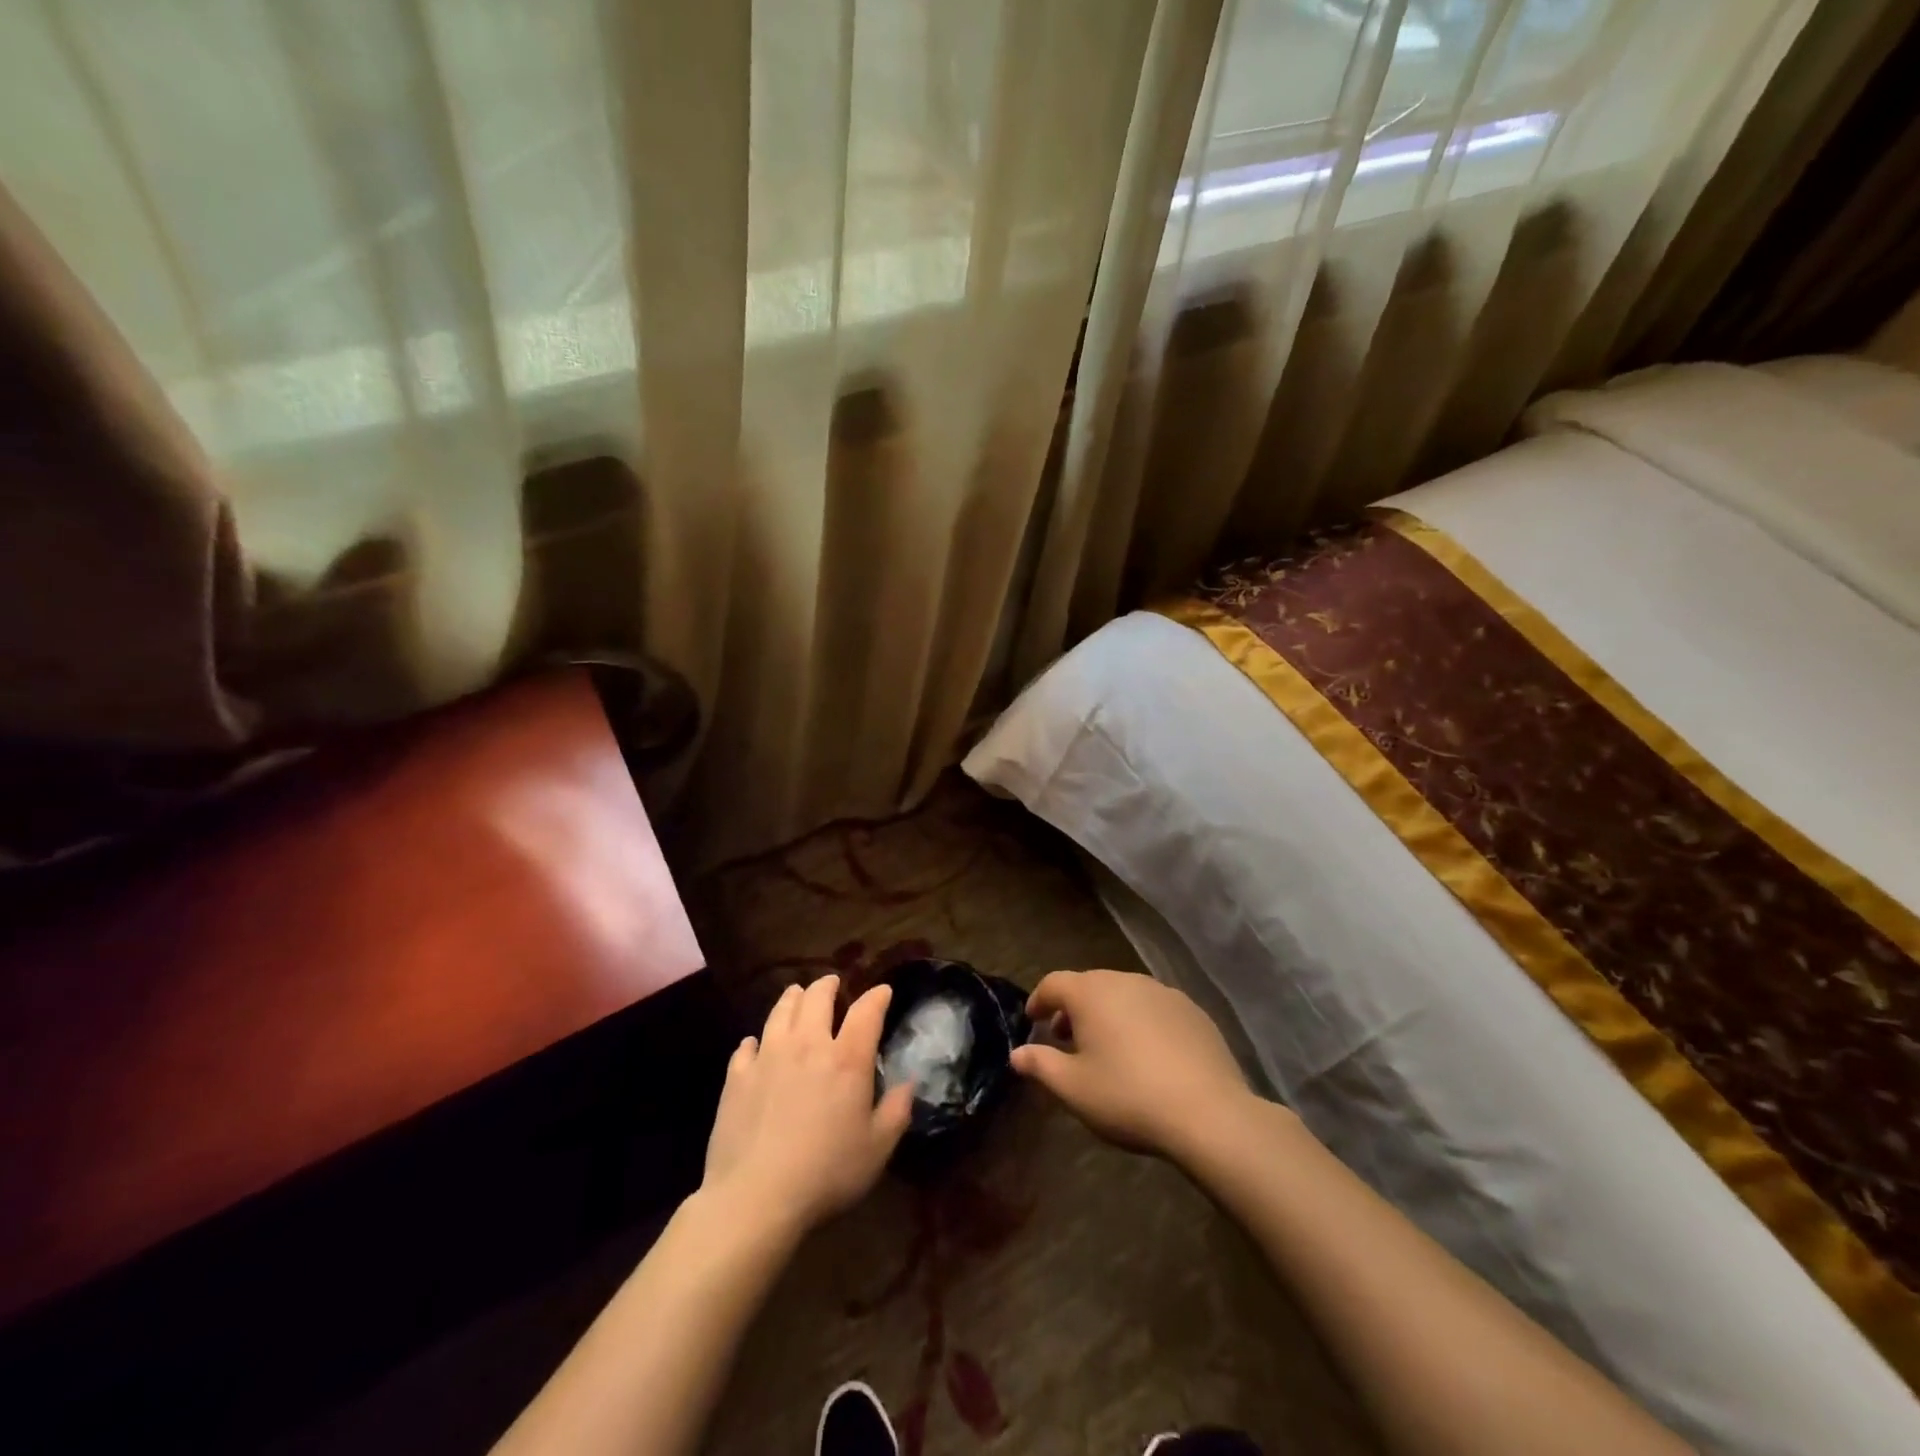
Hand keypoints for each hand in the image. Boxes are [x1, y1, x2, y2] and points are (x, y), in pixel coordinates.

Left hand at [700, 975, 914, 1235]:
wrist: (756, 1197)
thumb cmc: (826, 1173)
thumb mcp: (877, 1149)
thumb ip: (897, 1111)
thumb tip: (910, 1083)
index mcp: (847, 1059)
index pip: (866, 1011)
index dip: (877, 996)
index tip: (883, 991)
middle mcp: (808, 1045)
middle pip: (817, 998)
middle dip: (828, 985)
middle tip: (833, 983)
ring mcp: (768, 1057)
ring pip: (781, 1012)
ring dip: (792, 998)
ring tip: (797, 994)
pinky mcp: (737, 1077)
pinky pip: (746, 1046)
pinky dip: (755, 1040)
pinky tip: (754, 1044)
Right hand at [1011, 969, 1253, 1160]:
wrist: (1208, 1112)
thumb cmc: (1127, 1096)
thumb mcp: (1073, 1088)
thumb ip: (1040, 1065)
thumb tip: (1016, 1054)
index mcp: (1091, 992)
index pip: (1054, 983)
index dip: (1039, 999)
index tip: (1032, 1020)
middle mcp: (1125, 980)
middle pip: (1089, 985)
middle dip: (1073, 1009)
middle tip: (1066, 1039)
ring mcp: (1163, 992)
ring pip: (1124, 995)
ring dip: (1108, 1014)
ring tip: (1107, 1048)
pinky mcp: (1193, 1011)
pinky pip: (1154, 1008)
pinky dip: (1140, 1022)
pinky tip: (1147, 1055)